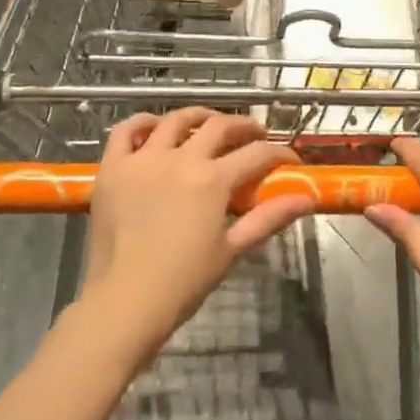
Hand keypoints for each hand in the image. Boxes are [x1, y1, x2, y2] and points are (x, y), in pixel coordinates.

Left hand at [78, 110, 313, 365]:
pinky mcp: (113, 167)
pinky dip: (142, 123)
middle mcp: (180, 158)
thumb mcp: (232, 250)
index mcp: (212, 179)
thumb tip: (306, 199)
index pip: (257, 153)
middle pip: (220, 125)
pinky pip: (126, 131)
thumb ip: (269, 218)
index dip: (279, 153)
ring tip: (209, 123)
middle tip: (255, 134)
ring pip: (176, 120)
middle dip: (244, 126)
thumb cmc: (183, 282)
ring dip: (199, 116)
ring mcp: (144, 159)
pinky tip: (155, 128)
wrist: (125, 303)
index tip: (290, 160)